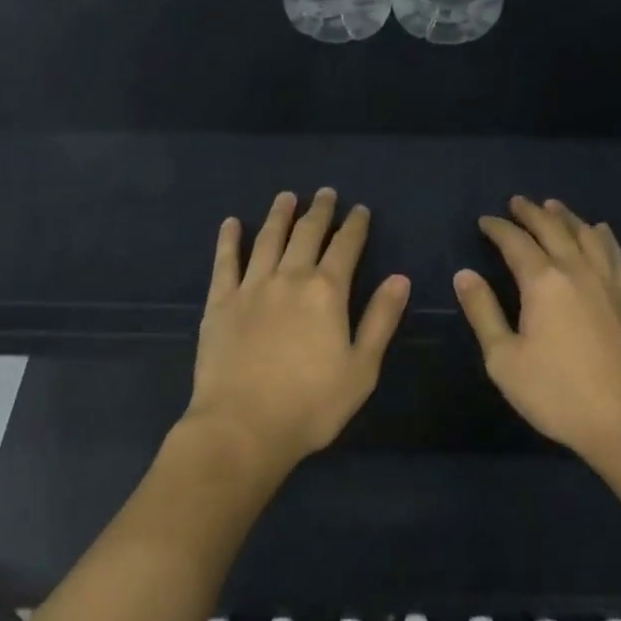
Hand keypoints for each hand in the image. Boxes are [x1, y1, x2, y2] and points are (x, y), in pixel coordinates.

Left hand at [185, 189, 409, 472]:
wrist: (243, 427)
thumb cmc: (311, 405)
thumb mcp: (361, 369)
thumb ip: (381, 320)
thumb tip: (400, 278)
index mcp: (326, 292)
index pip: (345, 247)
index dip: (355, 225)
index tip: (360, 209)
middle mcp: (289, 277)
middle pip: (307, 234)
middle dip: (319, 211)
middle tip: (326, 193)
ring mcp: (251, 287)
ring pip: (268, 239)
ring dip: (279, 215)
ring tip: (286, 196)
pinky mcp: (220, 302)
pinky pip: (225, 261)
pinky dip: (229, 239)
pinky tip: (232, 223)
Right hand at [454, 197, 620, 470]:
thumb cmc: (560, 394)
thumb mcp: (504, 359)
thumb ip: (483, 312)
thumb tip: (465, 274)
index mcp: (543, 282)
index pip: (515, 243)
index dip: (498, 229)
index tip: (485, 221)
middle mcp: (577, 272)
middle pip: (553, 230)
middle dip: (532, 213)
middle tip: (517, 202)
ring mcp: (610, 284)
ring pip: (587, 237)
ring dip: (567, 218)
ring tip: (554, 206)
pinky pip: (616, 256)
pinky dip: (604, 238)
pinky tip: (601, 232)